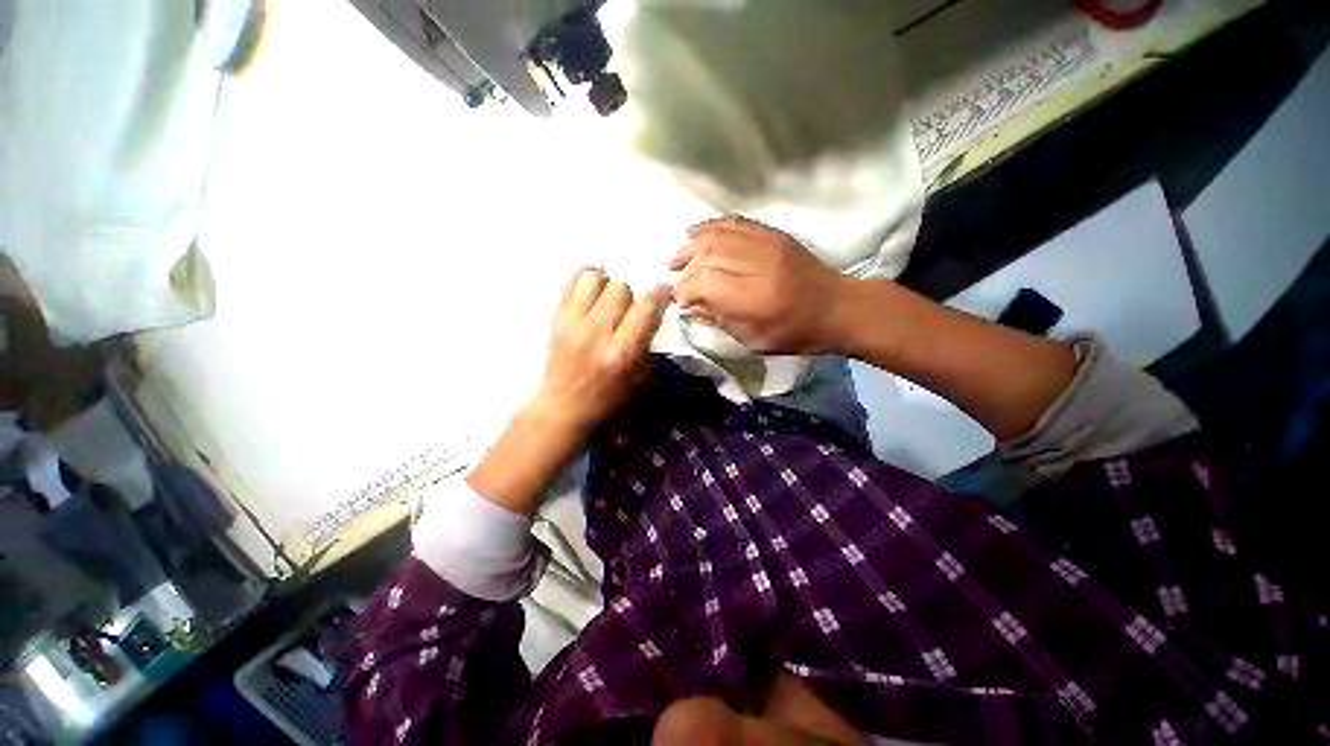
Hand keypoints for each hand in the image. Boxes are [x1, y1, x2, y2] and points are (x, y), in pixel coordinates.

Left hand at [528, 268, 671, 433]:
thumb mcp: (640, 379)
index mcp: (622, 352)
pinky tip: (592, 288)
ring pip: (594, 278)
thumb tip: (655, 312)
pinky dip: (585, 277)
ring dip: (607, 284)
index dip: (660, 293)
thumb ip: (649, 344)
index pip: (646, 307)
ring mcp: (572, 322)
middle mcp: (596, 332)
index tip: (664, 292)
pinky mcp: (555, 318)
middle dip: (632, 294)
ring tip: (608, 298)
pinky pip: (570, 281)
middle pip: (620, 287)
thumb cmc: (608, 399)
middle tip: (631, 306)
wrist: (563, 407)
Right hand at [669, 216, 852, 354]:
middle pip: (708, 256)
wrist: (838, 308)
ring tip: (675, 257)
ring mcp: (768, 244)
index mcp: (755, 299)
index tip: (678, 298)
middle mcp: (759, 266)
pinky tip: (694, 232)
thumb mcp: (754, 340)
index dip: (685, 289)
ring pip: (717, 236)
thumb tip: (691, 303)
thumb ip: (720, 319)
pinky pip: (735, 222)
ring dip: (691, 245)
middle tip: (673, 278)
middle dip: (685, 267)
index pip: (706, 283)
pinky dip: (711, 226)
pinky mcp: (774, 234)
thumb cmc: (796, 334)